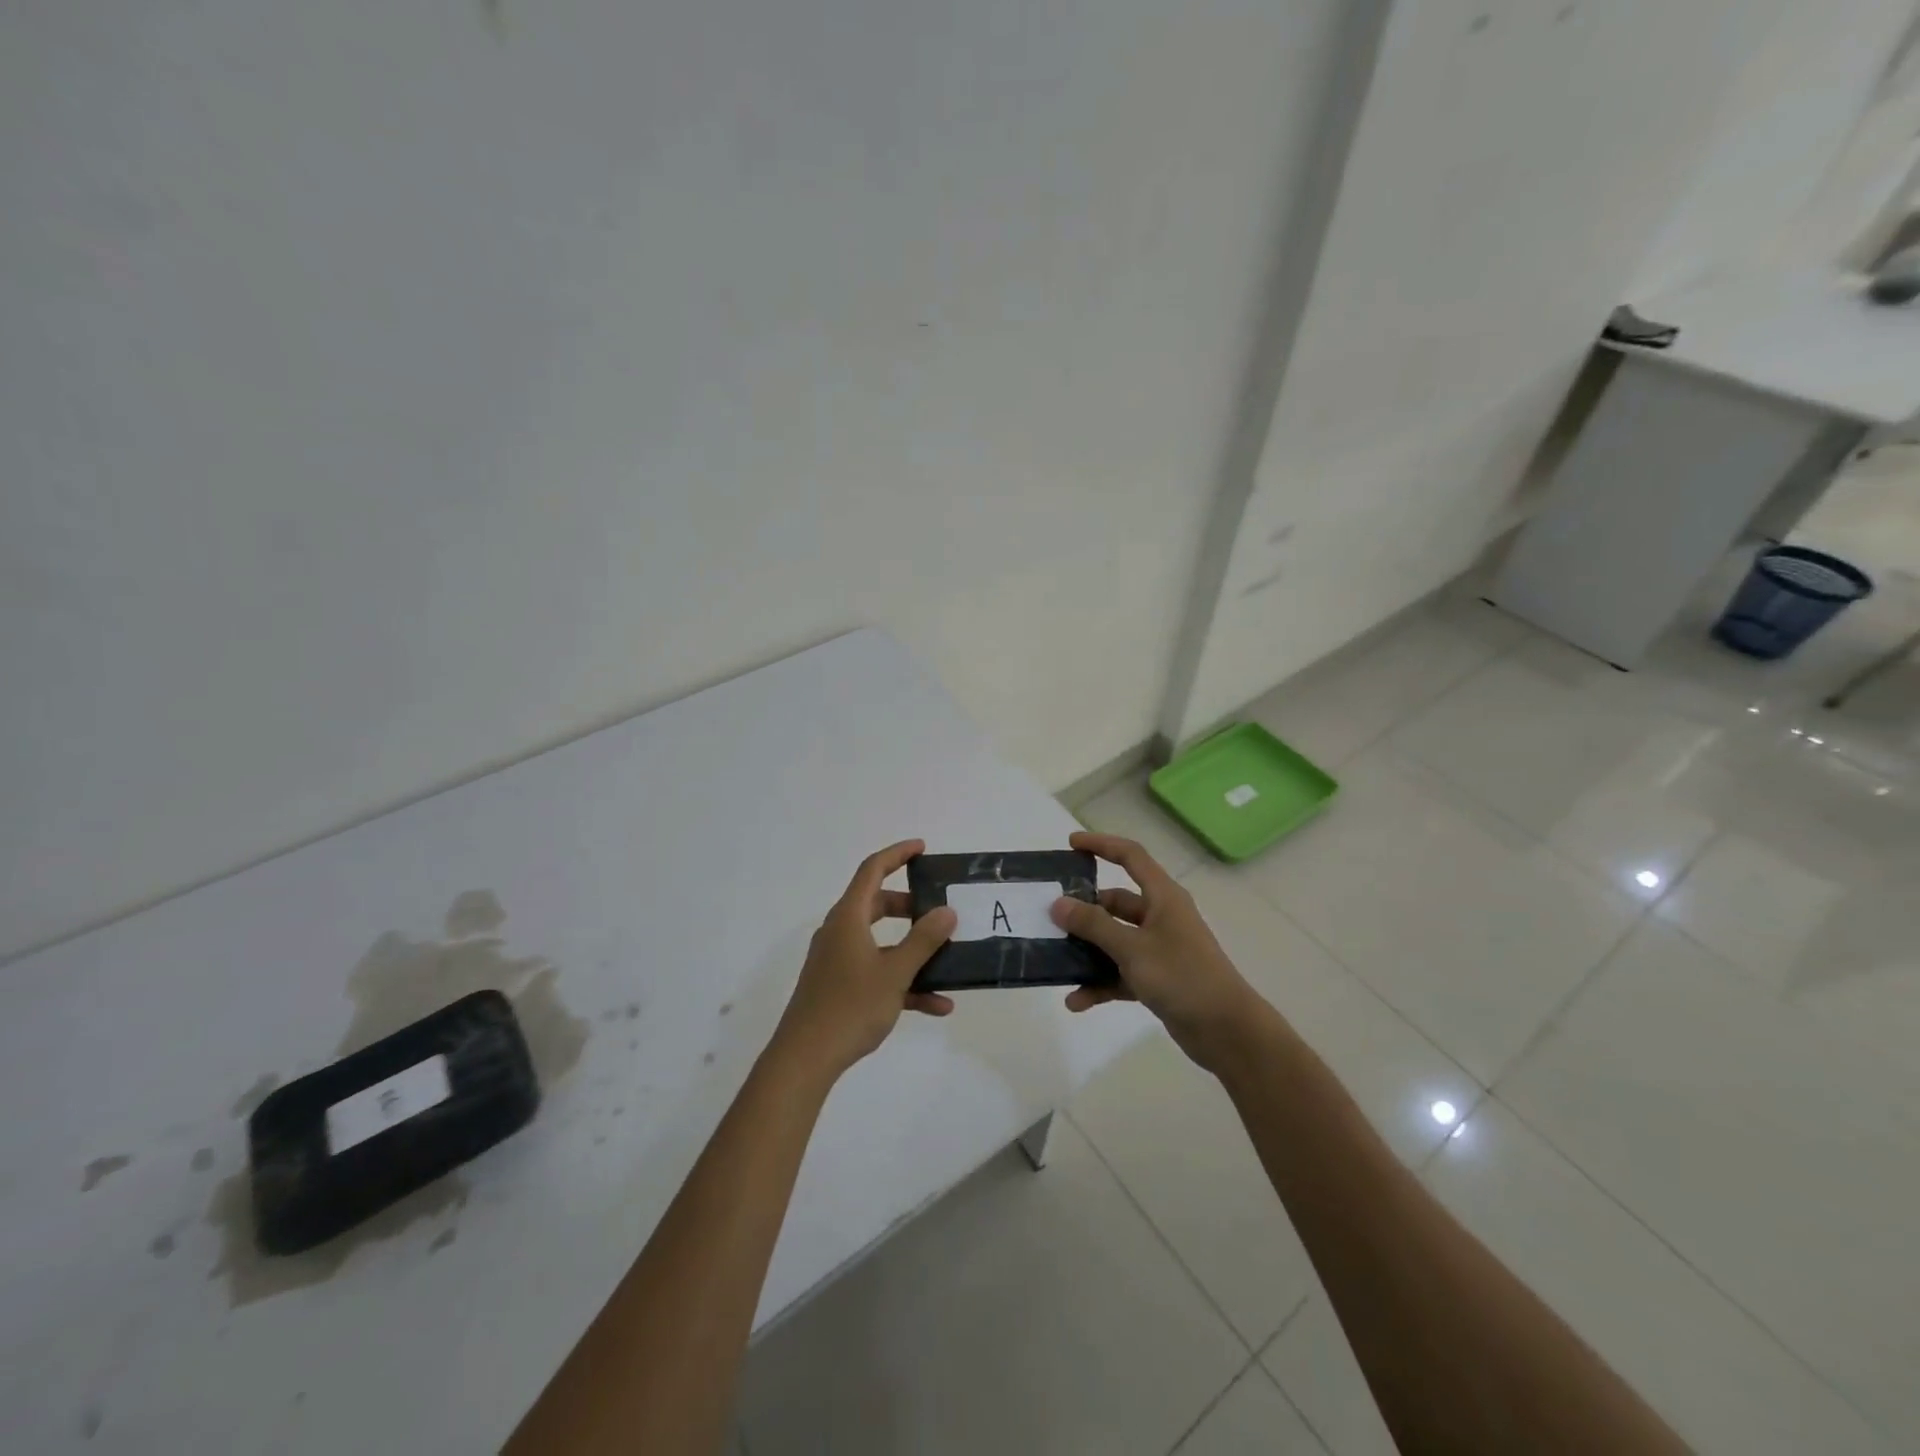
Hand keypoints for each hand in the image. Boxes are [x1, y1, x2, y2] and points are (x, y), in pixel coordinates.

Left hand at [768, 839, 956, 1082]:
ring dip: (912, 949)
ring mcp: (837, 960)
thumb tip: (947, 911)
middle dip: (910, 906)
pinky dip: (903, 981)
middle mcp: (840, 932)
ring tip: (945, 958)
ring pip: (880, 941)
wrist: (805, 1058)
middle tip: (937, 909)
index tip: (922, 848)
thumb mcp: (895, 972)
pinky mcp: (839, 986)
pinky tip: (936, 1005)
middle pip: (877, 904)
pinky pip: (876, 972)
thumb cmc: (850, 1006)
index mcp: (848, 918)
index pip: (872, 870)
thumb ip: (923, 940)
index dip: (897, 854)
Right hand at [1050, 831, 1265, 1073]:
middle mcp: (1161, 917)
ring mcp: (1159, 949)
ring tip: (1055, 960)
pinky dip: (1100, 984)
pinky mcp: (1157, 979)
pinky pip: (1120, 973)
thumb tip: (1058, 904)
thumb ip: (1093, 925)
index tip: (1070, 845)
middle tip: (1050, 916)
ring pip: (1114, 940)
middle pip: (1116, 903)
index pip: (1130, 856)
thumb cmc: (1182, 976)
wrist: (1227, 1031)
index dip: (1101, 845)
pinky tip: (1076, 1001)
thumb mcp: (1132, 948)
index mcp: (1162, 897)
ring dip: (1087, 952)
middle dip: (1084, 910)